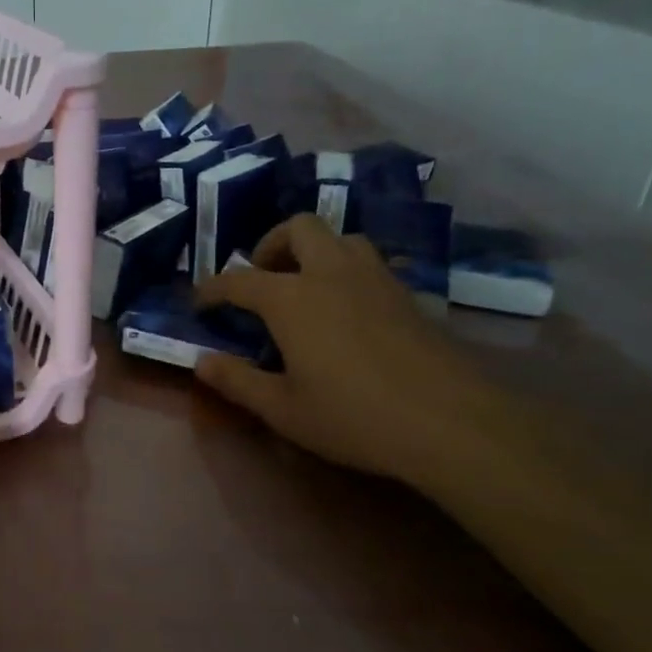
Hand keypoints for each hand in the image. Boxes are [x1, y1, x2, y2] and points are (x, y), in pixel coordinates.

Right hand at [192, 213, 504, 483]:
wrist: (450, 422)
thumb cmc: (353, 417)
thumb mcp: (282, 409)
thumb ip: (236, 380)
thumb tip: (201, 361)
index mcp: (291, 298)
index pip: (239, 280)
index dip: (213, 289)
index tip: (201, 303)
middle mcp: (331, 273)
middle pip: (298, 228)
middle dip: (271, 245)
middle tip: (262, 278)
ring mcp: (375, 279)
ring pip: (341, 237)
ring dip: (315, 251)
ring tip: (304, 287)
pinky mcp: (408, 294)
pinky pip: (369, 263)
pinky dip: (347, 271)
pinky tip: (347, 309)